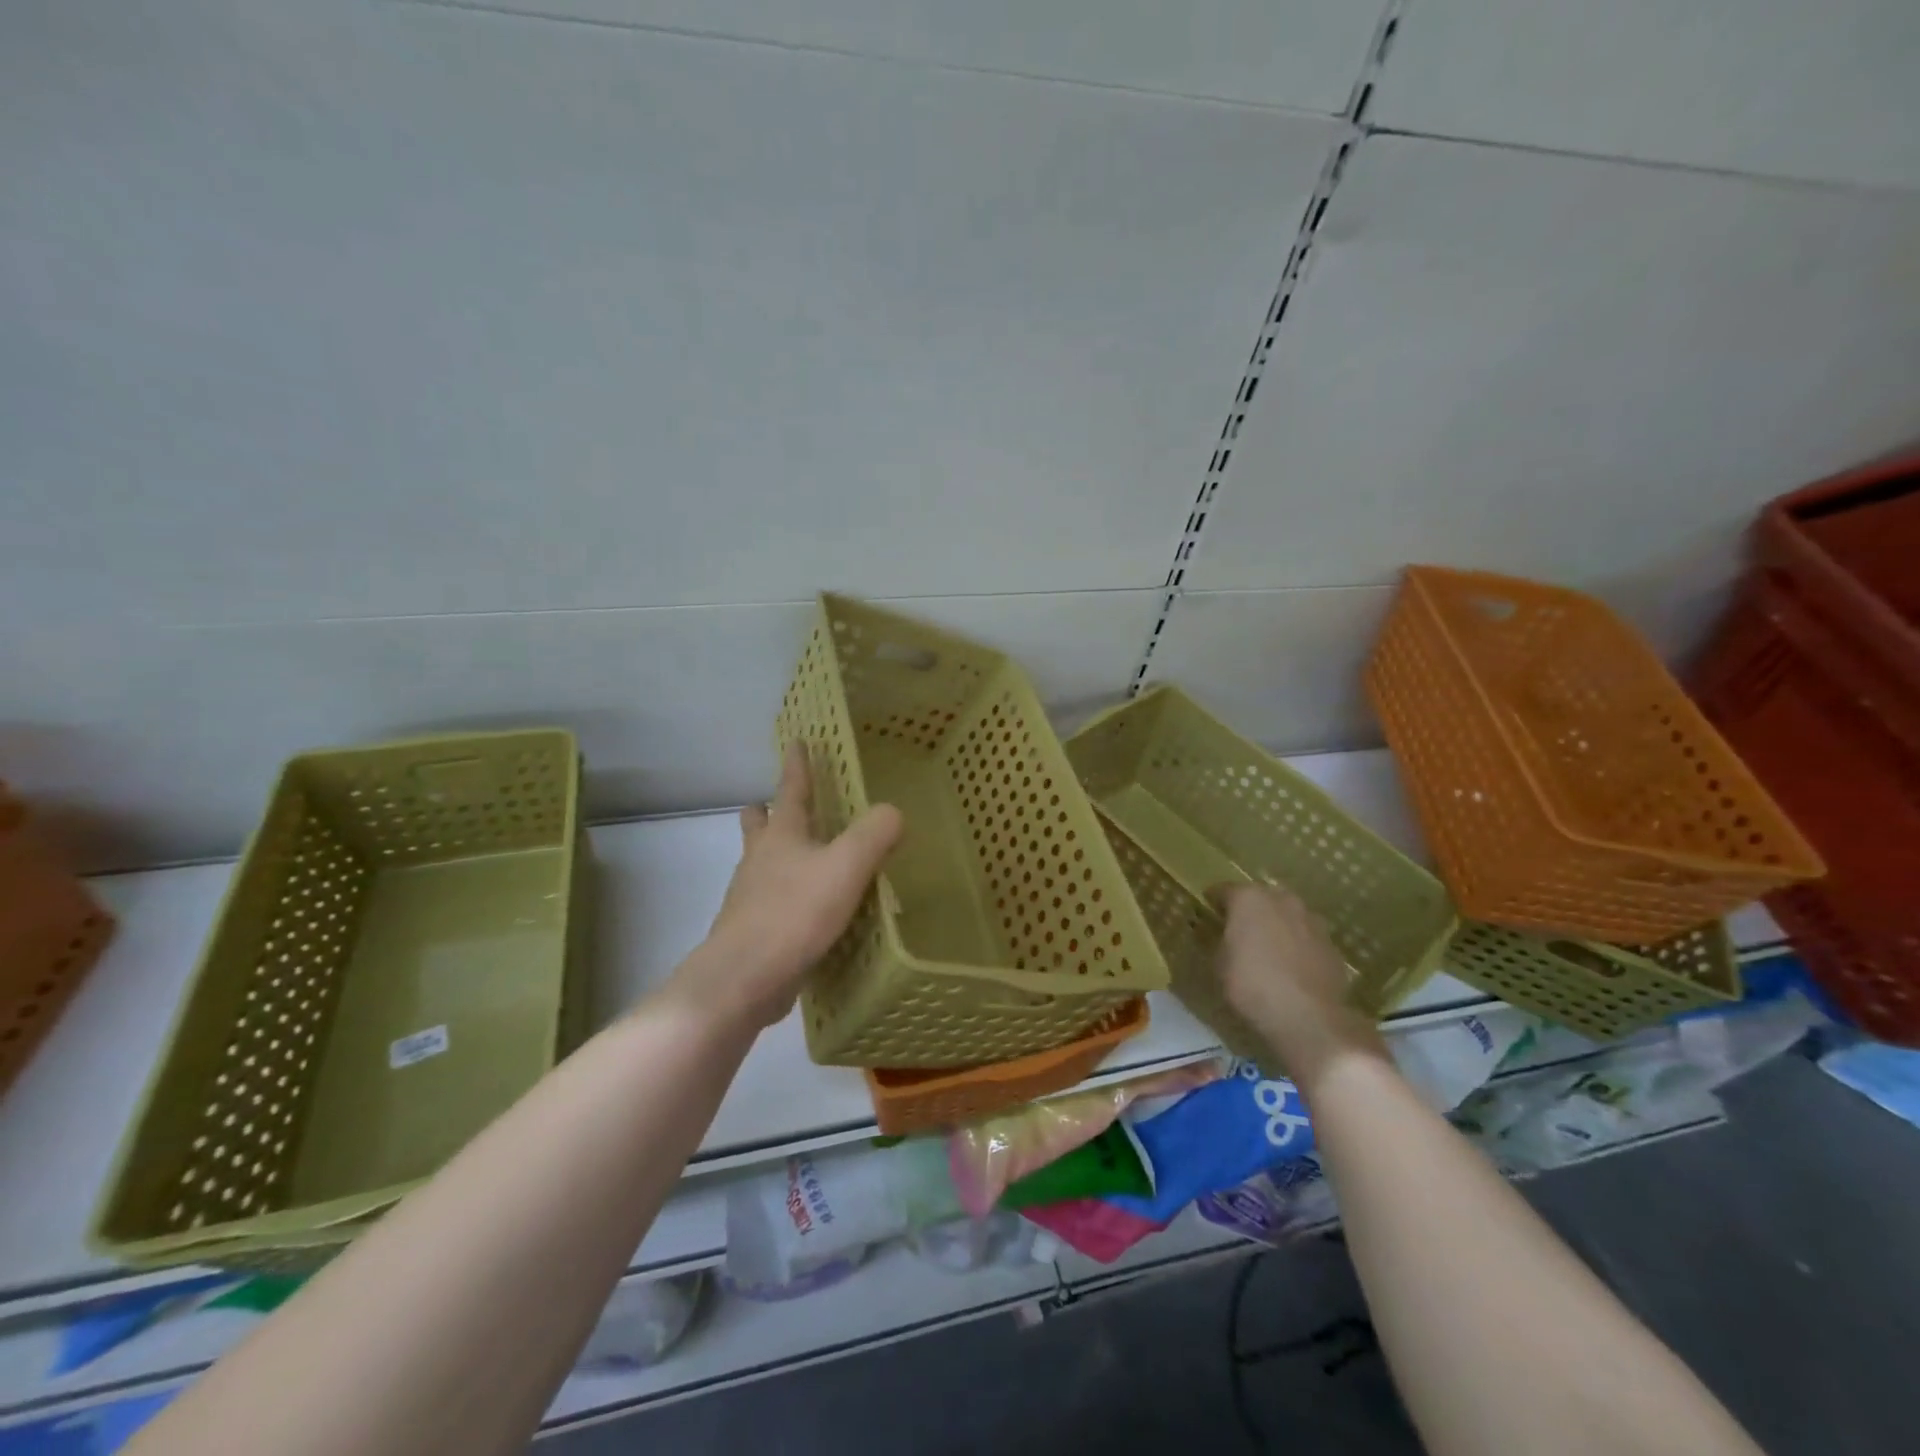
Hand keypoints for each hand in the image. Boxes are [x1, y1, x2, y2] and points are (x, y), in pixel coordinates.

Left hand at [679, 741, 903, 1028]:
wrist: (744, 978)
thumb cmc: (794, 913)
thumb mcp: (846, 867)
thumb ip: (874, 835)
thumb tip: (893, 812)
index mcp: (782, 836)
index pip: (791, 789)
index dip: (797, 765)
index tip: (797, 742)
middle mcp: (760, 860)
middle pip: (760, 825)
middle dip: (768, 811)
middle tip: (776, 803)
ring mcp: (750, 897)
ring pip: (761, 864)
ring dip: (775, 855)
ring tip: (801, 859)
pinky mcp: (752, 932)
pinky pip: (769, 903)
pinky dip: (784, 896)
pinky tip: (804, 911)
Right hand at [1215, 883, 1386, 1090]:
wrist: (1309, 1017)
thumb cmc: (1251, 985)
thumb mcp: (1219, 963)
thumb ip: (1219, 940)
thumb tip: (1219, 934)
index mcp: (1249, 899)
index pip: (1224, 890)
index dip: (1214, 902)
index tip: (1208, 912)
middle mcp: (1282, 900)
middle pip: (1260, 897)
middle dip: (1250, 910)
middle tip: (1239, 929)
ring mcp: (1311, 920)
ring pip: (1287, 915)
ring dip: (1277, 925)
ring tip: (1268, 948)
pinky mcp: (1331, 944)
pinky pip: (1306, 937)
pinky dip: (1297, 945)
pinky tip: (1291, 967)